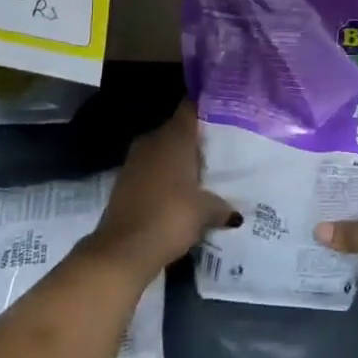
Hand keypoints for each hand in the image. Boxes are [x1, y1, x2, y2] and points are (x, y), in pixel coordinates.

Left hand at [86, 102, 238, 281]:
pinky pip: (151, 168)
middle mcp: (153, 140)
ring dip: (179, 159)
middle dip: (196, 138)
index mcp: (174, 137)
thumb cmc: (170, 217)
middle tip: (221, 149)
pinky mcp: (125, 180)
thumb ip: (222, 205)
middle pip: (178, 129)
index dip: (208, 108)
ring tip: (204, 172)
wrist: (123, 250)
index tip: (225, 113)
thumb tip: (234, 213)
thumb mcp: (205, 212)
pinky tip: (180, 191)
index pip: (191, 108)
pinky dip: (164, 175)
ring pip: (163, 149)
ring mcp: (135, 159)